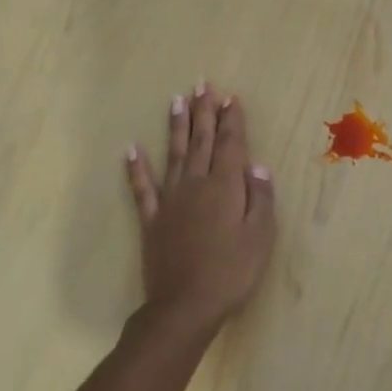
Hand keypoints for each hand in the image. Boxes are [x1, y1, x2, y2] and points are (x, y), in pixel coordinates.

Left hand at [126, 84, 276, 334]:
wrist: (185, 306)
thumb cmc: (232, 272)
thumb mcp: (260, 236)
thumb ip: (260, 198)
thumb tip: (257, 166)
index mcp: (225, 187)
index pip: (231, 145)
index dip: (231, 120)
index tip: (230, 97)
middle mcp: (196, 185)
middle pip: (202, 141)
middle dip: (204, 112)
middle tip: (203, 84)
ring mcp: (170, 200)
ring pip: (175, 155)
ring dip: (177, 127)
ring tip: (177, 100)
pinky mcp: (152, 219)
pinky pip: (142, 188)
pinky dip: (136, 168)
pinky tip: (131, 149)